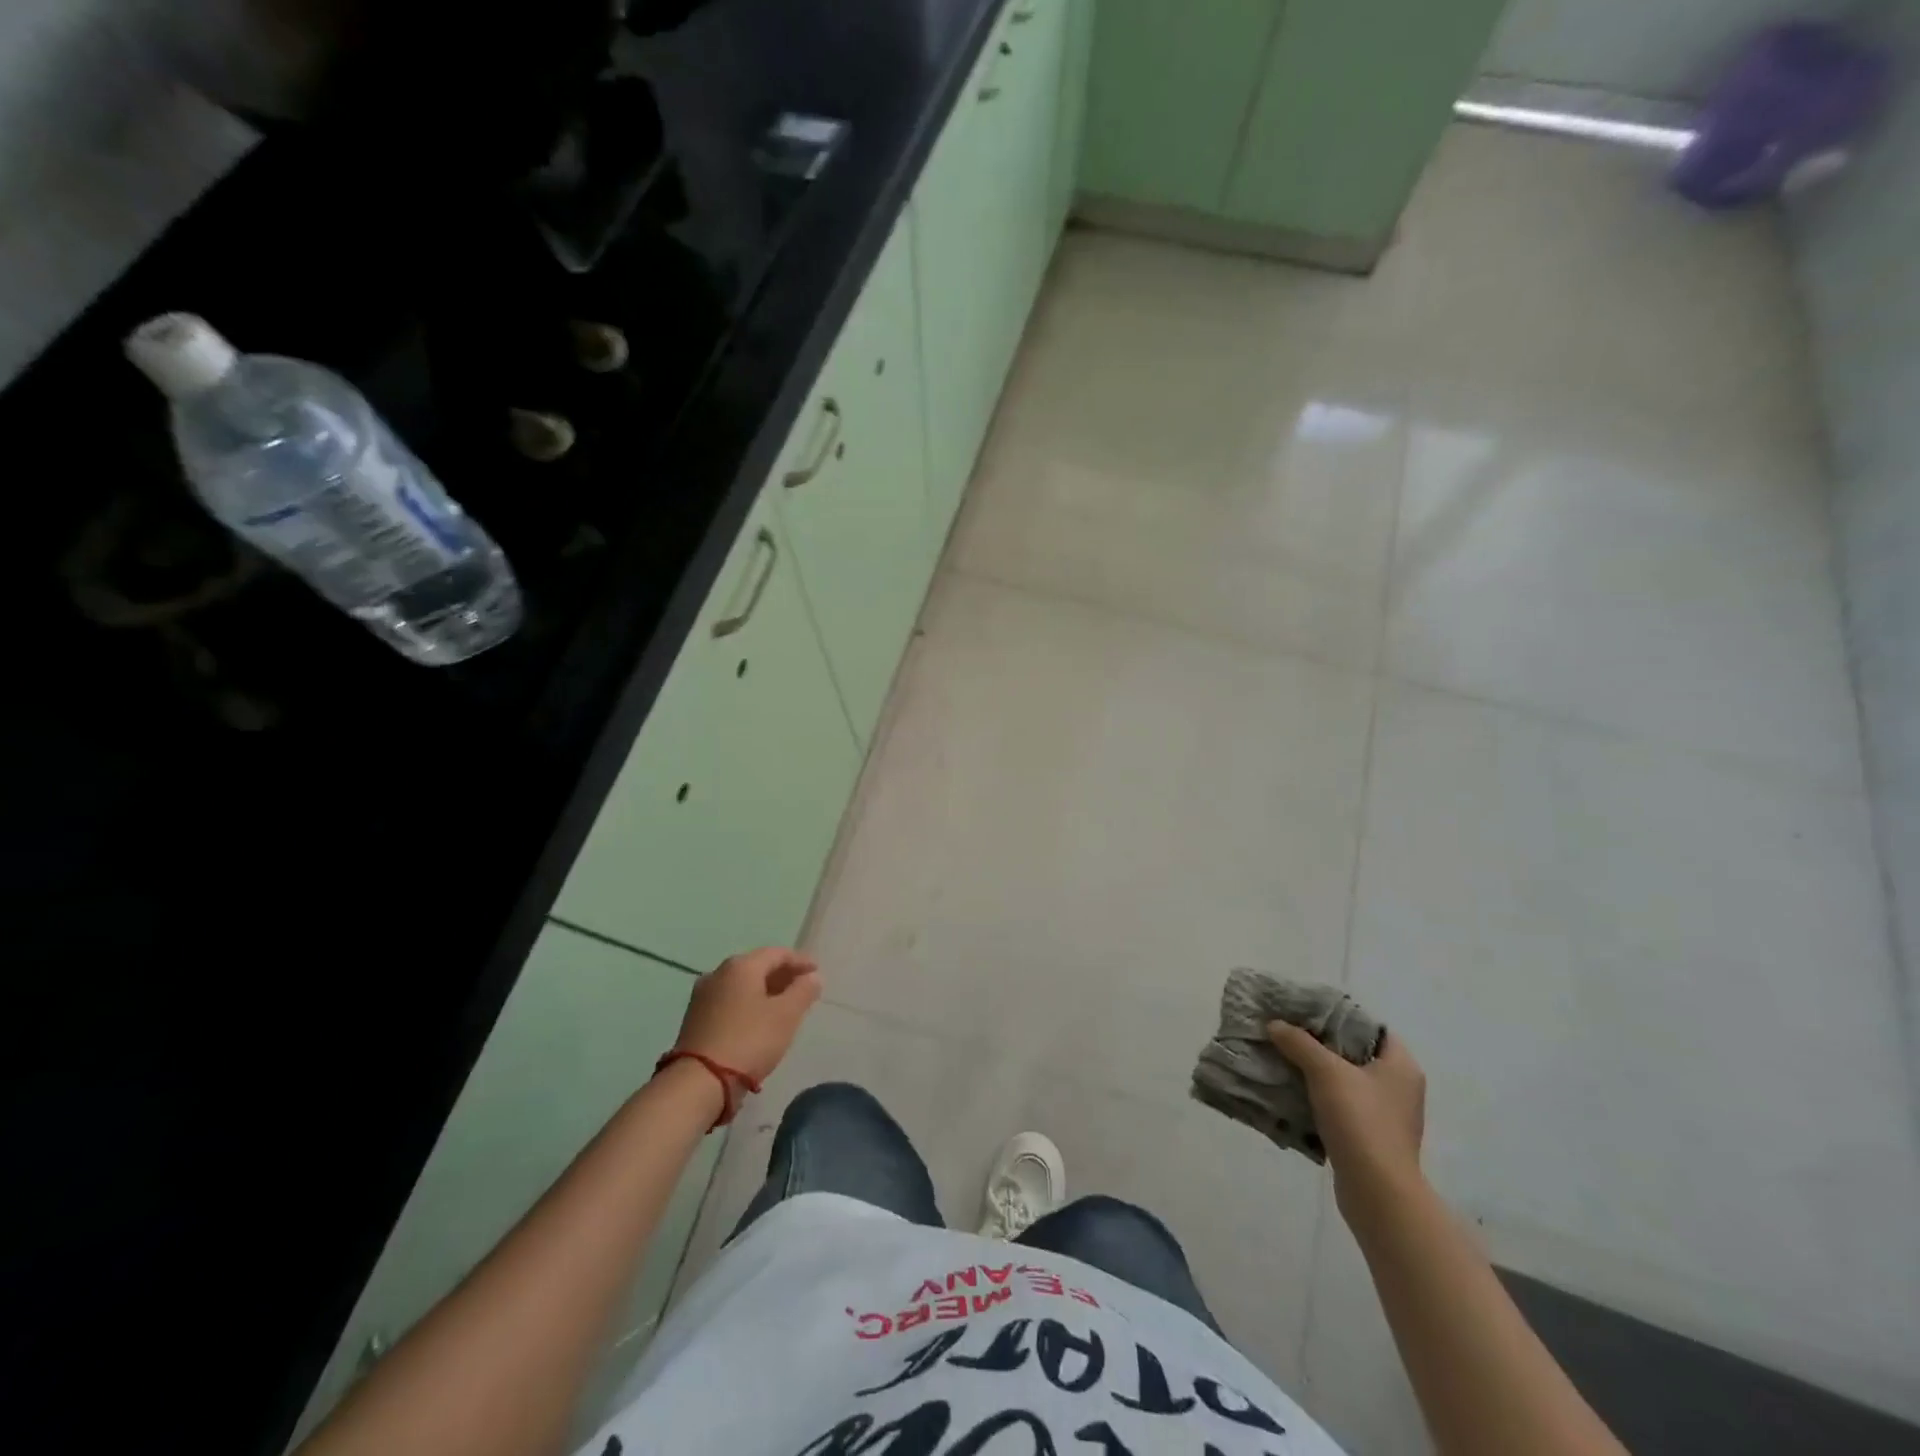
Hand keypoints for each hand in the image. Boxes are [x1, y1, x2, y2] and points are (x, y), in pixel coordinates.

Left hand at [674, 947, 820, 1083]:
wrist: (699, 1082)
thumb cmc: (749, 1041)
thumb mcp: (786, 1015)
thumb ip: (803, 991)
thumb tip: (813, 977)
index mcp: (741, 966)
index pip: (777, 953)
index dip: (800, 961)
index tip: (817, 972)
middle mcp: (719, 973)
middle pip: (757, 967)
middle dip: (782, 975)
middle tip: (802, 988)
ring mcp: (703, 996)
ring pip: (742, 986)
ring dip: (765, 991)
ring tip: (783, 1006)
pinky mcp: (695, 1019)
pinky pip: (729, 1002)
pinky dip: (748, 1005)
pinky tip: (759, 1020)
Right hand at [1268, 1021, 1426, 1218]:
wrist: (1376, 1192)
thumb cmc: (1360, 1121)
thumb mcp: (1325, 1072)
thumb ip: (1300, 1043)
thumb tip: (1276, 1025)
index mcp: (1401, 1065)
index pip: (1371, 1027)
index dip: (1340, 1016)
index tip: (1307, 1013)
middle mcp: (1400, 1088)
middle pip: (1355, 1053)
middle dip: (1321, 1044)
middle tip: (1289, 1033)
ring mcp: (1387, 1115)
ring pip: (1346, 1081)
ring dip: (1317, 1072)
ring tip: (1284, 1059)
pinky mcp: (1371, 1138)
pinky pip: (1342, 1106)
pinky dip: (1319, 1098)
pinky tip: (1293, 1093)